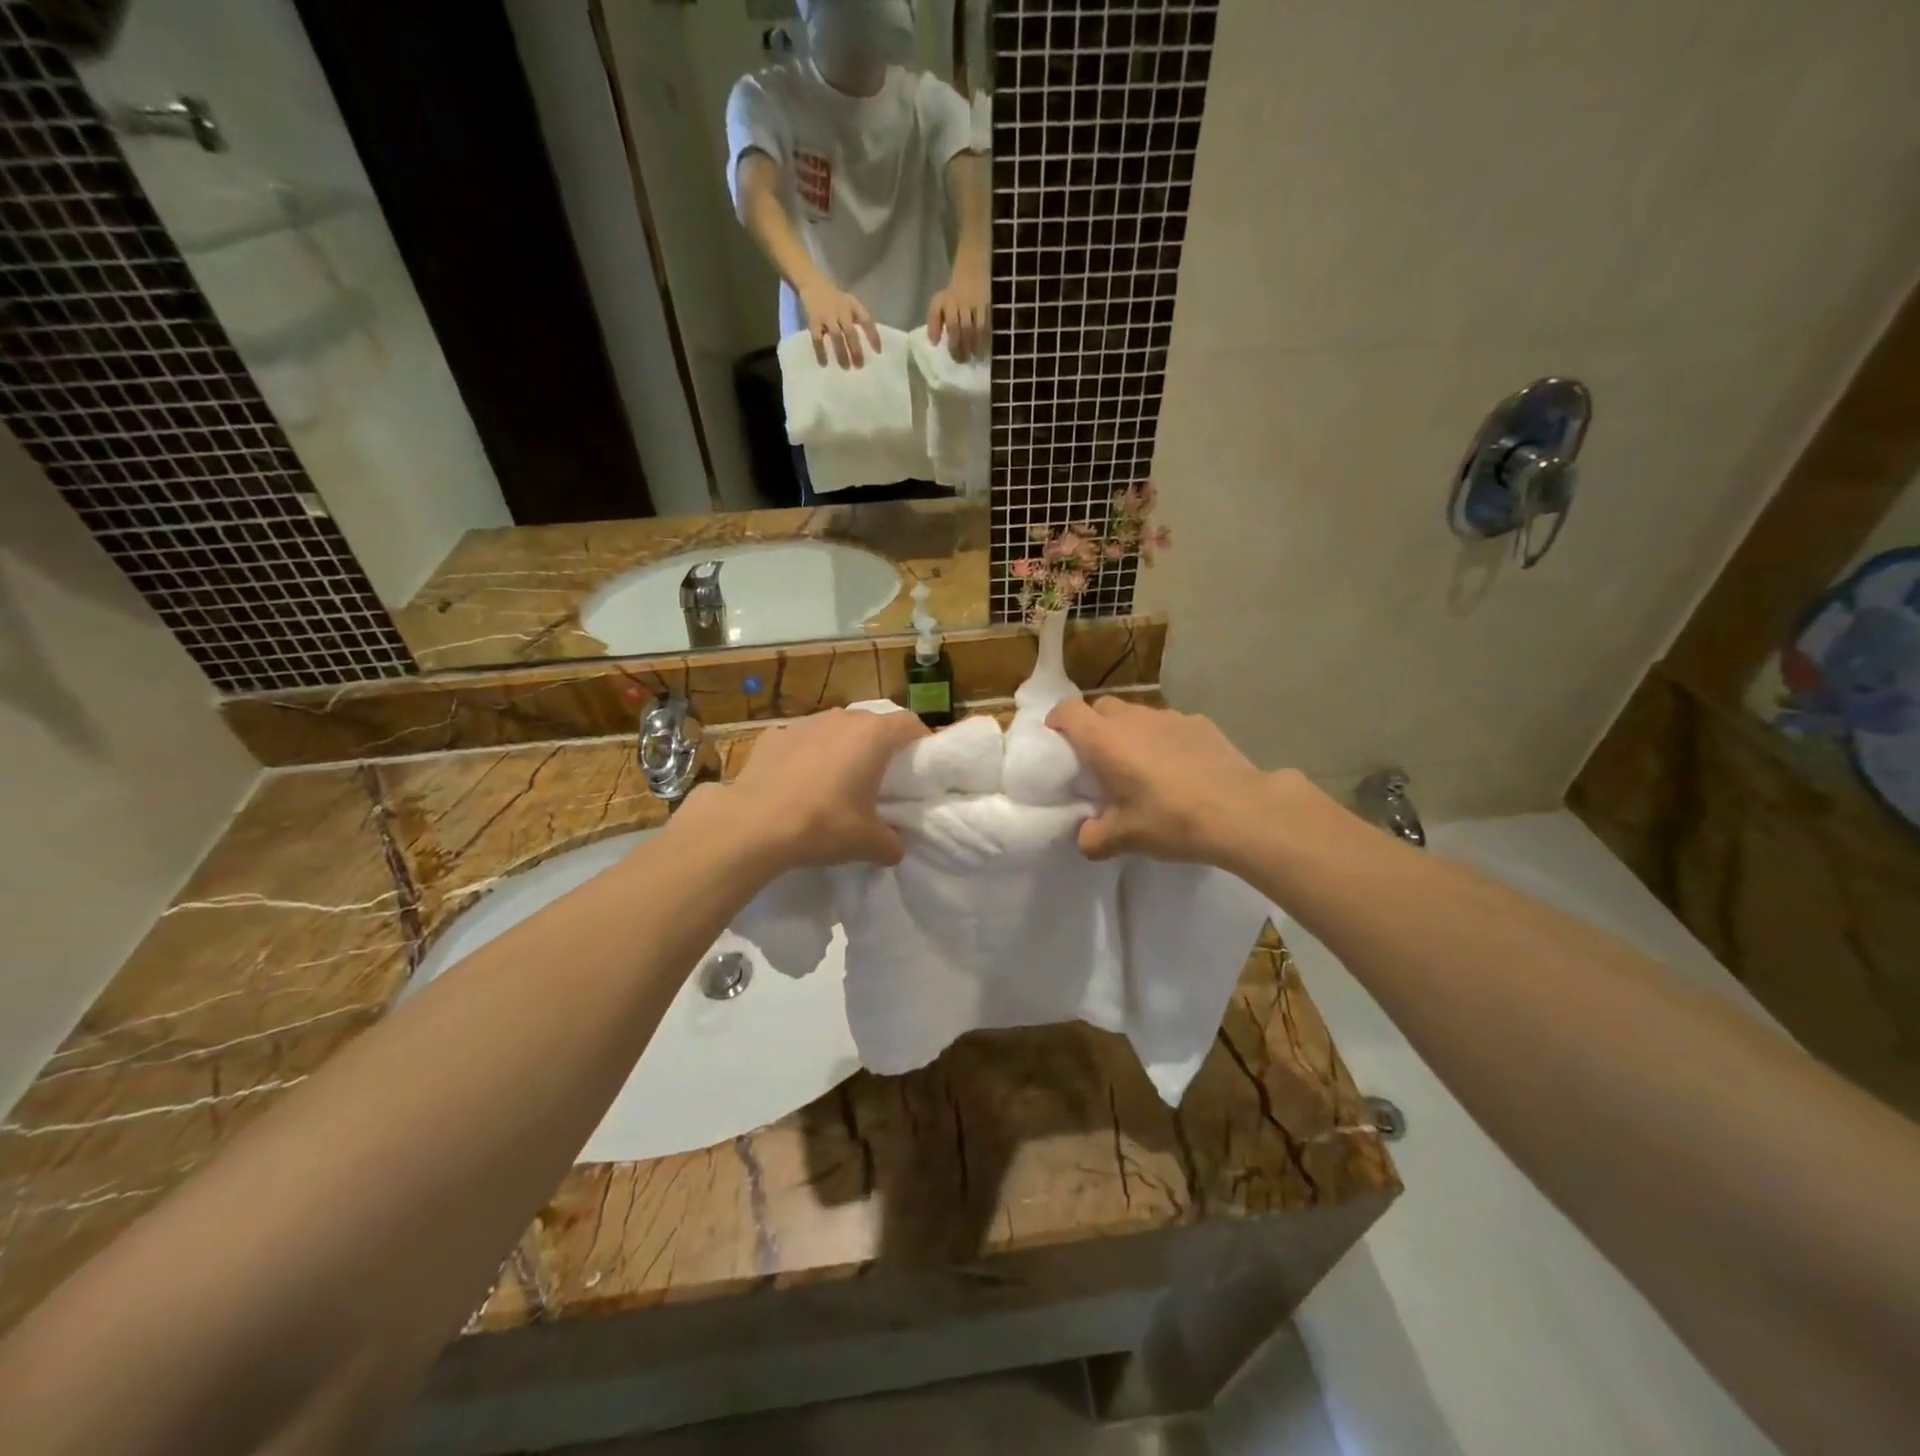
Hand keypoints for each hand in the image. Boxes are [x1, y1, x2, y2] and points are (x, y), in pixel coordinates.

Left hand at [684, 709, 927, 869]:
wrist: (753, 824)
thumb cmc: (823, 824)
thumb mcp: (867, 842)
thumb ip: (891, 843)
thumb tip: (895, 847)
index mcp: (873, 736)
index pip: (910, 723)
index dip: (921, 742)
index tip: (921, 765)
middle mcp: (842, 719)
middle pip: (872, 723)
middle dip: (880, 746)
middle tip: (881, 777)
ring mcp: (804, 723)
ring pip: (835, 729)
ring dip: (842, 748)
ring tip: (837, 780)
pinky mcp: (773, 735)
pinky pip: (801, 741)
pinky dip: (806, 756)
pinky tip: (798, 783)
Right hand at [798, 282, 881, 368]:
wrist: (812, 282)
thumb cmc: (836, 299)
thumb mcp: (850, 304)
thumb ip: (858, 320)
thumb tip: (869, 345)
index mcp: (853, 305)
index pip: (866, 320)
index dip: (873, 336)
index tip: (878, 352)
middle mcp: (841, 310)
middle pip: (850, 331)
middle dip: (856, 350)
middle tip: (860, 366)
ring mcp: (827, 315)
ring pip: (836, 336)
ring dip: (842, 353)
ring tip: (846, 367)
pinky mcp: (813, 320)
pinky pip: (817, 338)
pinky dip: (821, 352)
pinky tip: (824, 364)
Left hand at [927, 261, 987, 361]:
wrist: (974, 265)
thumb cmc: (954, 291)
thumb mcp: (939, 302)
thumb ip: (934, 321)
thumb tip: (933, 342)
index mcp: (950, 302)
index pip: (951, 327)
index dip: (953, 345)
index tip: (956, 358)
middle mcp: (964, 302)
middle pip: (965, 330)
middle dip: (965, 348)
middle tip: (966, 361)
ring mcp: (979, 302)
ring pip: (979, 328)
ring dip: (978, 345)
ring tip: (977, 357)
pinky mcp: (992, 303)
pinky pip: (991, 323)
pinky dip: (989, 337)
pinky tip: (988, 347)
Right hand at [1046, 697, 1277, 863]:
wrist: (1241, 811)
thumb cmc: (1172, 819)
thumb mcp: (1126, 837)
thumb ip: (1095, 838)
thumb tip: (1085, 839)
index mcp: (1105, 740)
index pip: (1068, 710)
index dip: (1057, 720)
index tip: (1056, 741)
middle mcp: (1133, 718)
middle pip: (1101, 707)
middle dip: (1093, 727)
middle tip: (1098, 760)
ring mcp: (1169, 716)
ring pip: (1136, 714)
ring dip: (1129, 732)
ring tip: (1140, 765)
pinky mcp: (1199, 722)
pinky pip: (1168, 725)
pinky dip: (1163, 739)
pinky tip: (1178, 768)